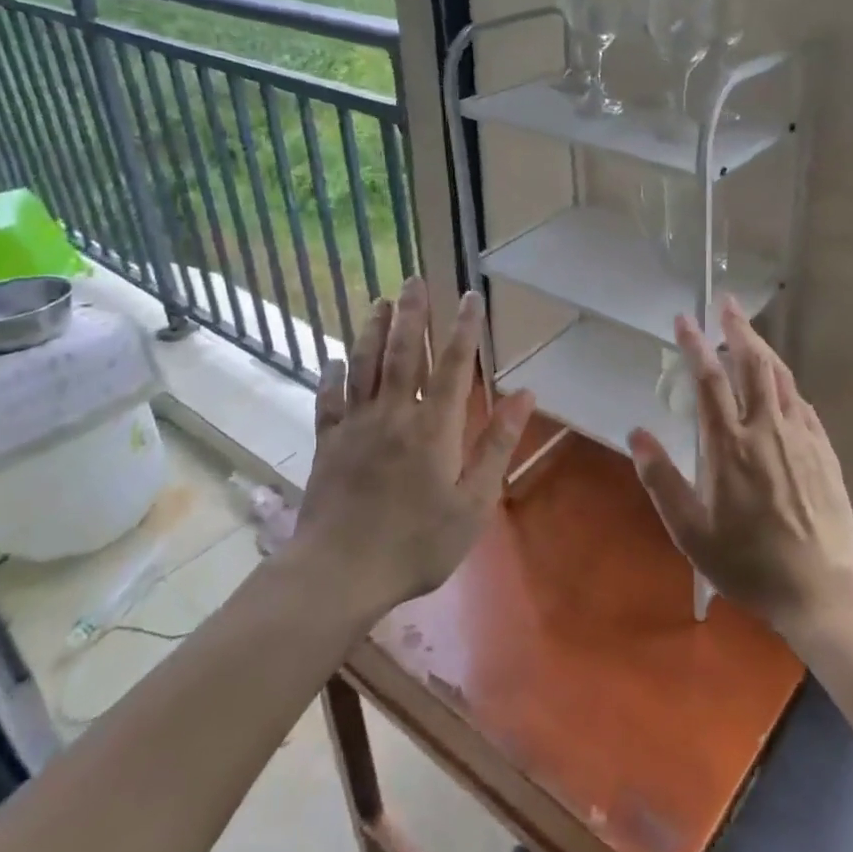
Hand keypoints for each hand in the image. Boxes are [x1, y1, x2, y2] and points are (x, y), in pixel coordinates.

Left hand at [294, 279, 534, 614]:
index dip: (463, 329)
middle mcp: (392, 414)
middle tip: (413, 279)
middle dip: (411, 314)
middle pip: (401, 353)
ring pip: (363, 366)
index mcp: (432, 427)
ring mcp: (355, 427)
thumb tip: (525, 396)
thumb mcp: (473, 504)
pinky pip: (329, 400)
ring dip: (372, 330)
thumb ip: (497, 445)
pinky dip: (332, 376)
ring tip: (379, 301)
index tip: (470, 296)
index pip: (451, 365)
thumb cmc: (416, 543)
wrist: (339, 573)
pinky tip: (333, 360)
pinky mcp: (327, 445)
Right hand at [628, 296, 852, 633]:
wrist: (823, 587)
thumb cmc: (749, 562)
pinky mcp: (823, 449)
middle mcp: (766, 428)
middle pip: (752, 363)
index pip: (709, 379)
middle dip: (737, 329)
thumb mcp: (690, 531)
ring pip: (781, 376)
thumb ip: (661, 479)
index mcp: (729, 444)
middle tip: (727, 303)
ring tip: (749, 331)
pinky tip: (783, 383)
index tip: (684, 318)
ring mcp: (800, 436)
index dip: (694, 344)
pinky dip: (786, 382)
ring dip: (763, 348)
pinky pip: (802, 402)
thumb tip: (636, 433)